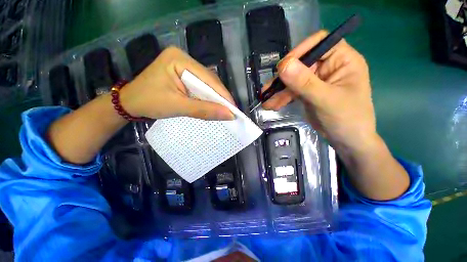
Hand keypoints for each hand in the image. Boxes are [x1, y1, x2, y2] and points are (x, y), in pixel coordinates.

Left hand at [120, 46, 234, 120]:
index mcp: (179, 59)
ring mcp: (184, 66)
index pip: (208, 78)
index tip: (234, 109)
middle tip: (230, 111)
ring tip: (224, 110)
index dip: (223, 95)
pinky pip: (201, 87)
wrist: (130, 103)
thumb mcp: (178, 107)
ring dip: (215, 98)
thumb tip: (229, 115)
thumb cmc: (149, 102)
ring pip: (207, 84)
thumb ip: (204, 110)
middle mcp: (183, 58)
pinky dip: (208, 98)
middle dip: (220, 97)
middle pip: (209, 80)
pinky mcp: (184, 75)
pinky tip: (213, 105)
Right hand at [263, 30, 375, 152]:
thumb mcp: (325, 99)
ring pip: (293, 80)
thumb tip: (283, 65)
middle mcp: (329, 67)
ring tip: (265, 101)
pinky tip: (272, 105)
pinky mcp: (308, 93)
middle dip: (283, 79)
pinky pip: (292, 92)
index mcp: (342, 60)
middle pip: (301, 64)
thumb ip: (304, 82)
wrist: (347, 141)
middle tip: (267, 90)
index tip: (283, 67)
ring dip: (279, 91)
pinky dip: (281, 98)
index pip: (319, 43)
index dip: (300, 51)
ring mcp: (317, 81)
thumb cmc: (347, 118)